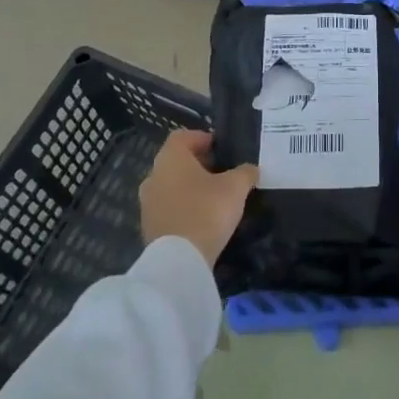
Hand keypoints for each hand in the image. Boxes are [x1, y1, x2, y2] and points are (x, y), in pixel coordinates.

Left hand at [138, 130, 257, 265]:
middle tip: (220, 172)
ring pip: (170, 185)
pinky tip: (201, 219)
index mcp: (171, 158)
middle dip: (197, 164)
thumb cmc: (207, 211)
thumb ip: (245, 173)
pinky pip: (167, 208)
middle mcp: (154, 175)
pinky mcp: (148, 226)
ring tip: (213, 198)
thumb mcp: (235, 188)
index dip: (202, 138)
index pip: (182, 137)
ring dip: (188, 187)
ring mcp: (147, 203)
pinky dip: (182, 207)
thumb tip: (251, 169)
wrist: (179, 261)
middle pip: (175, 161)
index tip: (220, 149)